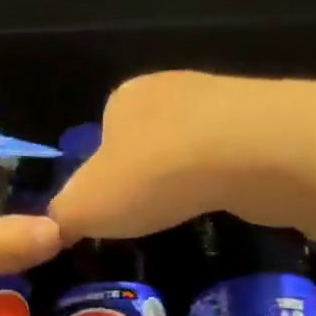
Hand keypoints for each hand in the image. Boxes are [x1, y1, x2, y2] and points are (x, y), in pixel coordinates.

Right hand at [48, 71, 313, 242]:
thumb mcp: (84, 207)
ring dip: (186, 178)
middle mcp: (169, 89)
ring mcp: (221, 101)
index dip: (102, 176)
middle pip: (147, 141)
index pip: (101, 137)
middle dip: (147, 176)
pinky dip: (223, 179)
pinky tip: (223, 201)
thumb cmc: (152, 175)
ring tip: (187, 211)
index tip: (112, 210)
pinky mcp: (263, 123)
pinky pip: (231, 157)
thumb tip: (53, 227)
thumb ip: (61, 217)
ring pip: (191, 147)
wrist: (251, 153)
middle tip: (149, 215)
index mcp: (122, 99)